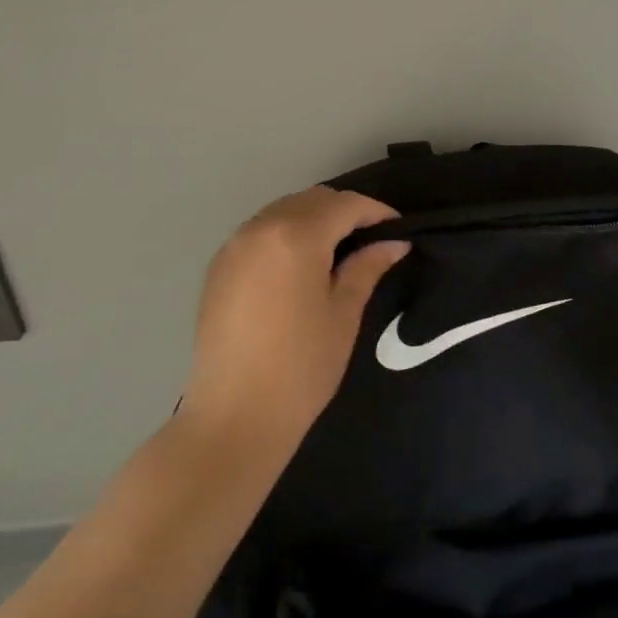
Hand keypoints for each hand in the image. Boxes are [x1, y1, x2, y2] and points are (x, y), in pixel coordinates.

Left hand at [180, 187, 406, 456]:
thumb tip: (394, 243)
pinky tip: (299, 264)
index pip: (345, 205)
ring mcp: (234, 246)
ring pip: (283, 211)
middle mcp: (260, 228)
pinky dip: (285, 233)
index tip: (398, 229)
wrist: (234, 417)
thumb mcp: (343, 314)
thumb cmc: (301, 367)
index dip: (376, 212)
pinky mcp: (218, 267)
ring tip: (337, 249)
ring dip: (313, 219)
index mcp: (296, 237)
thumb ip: (367, 268)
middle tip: (371, 238)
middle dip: (344, 211)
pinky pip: (259, 231)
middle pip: (311, 200)